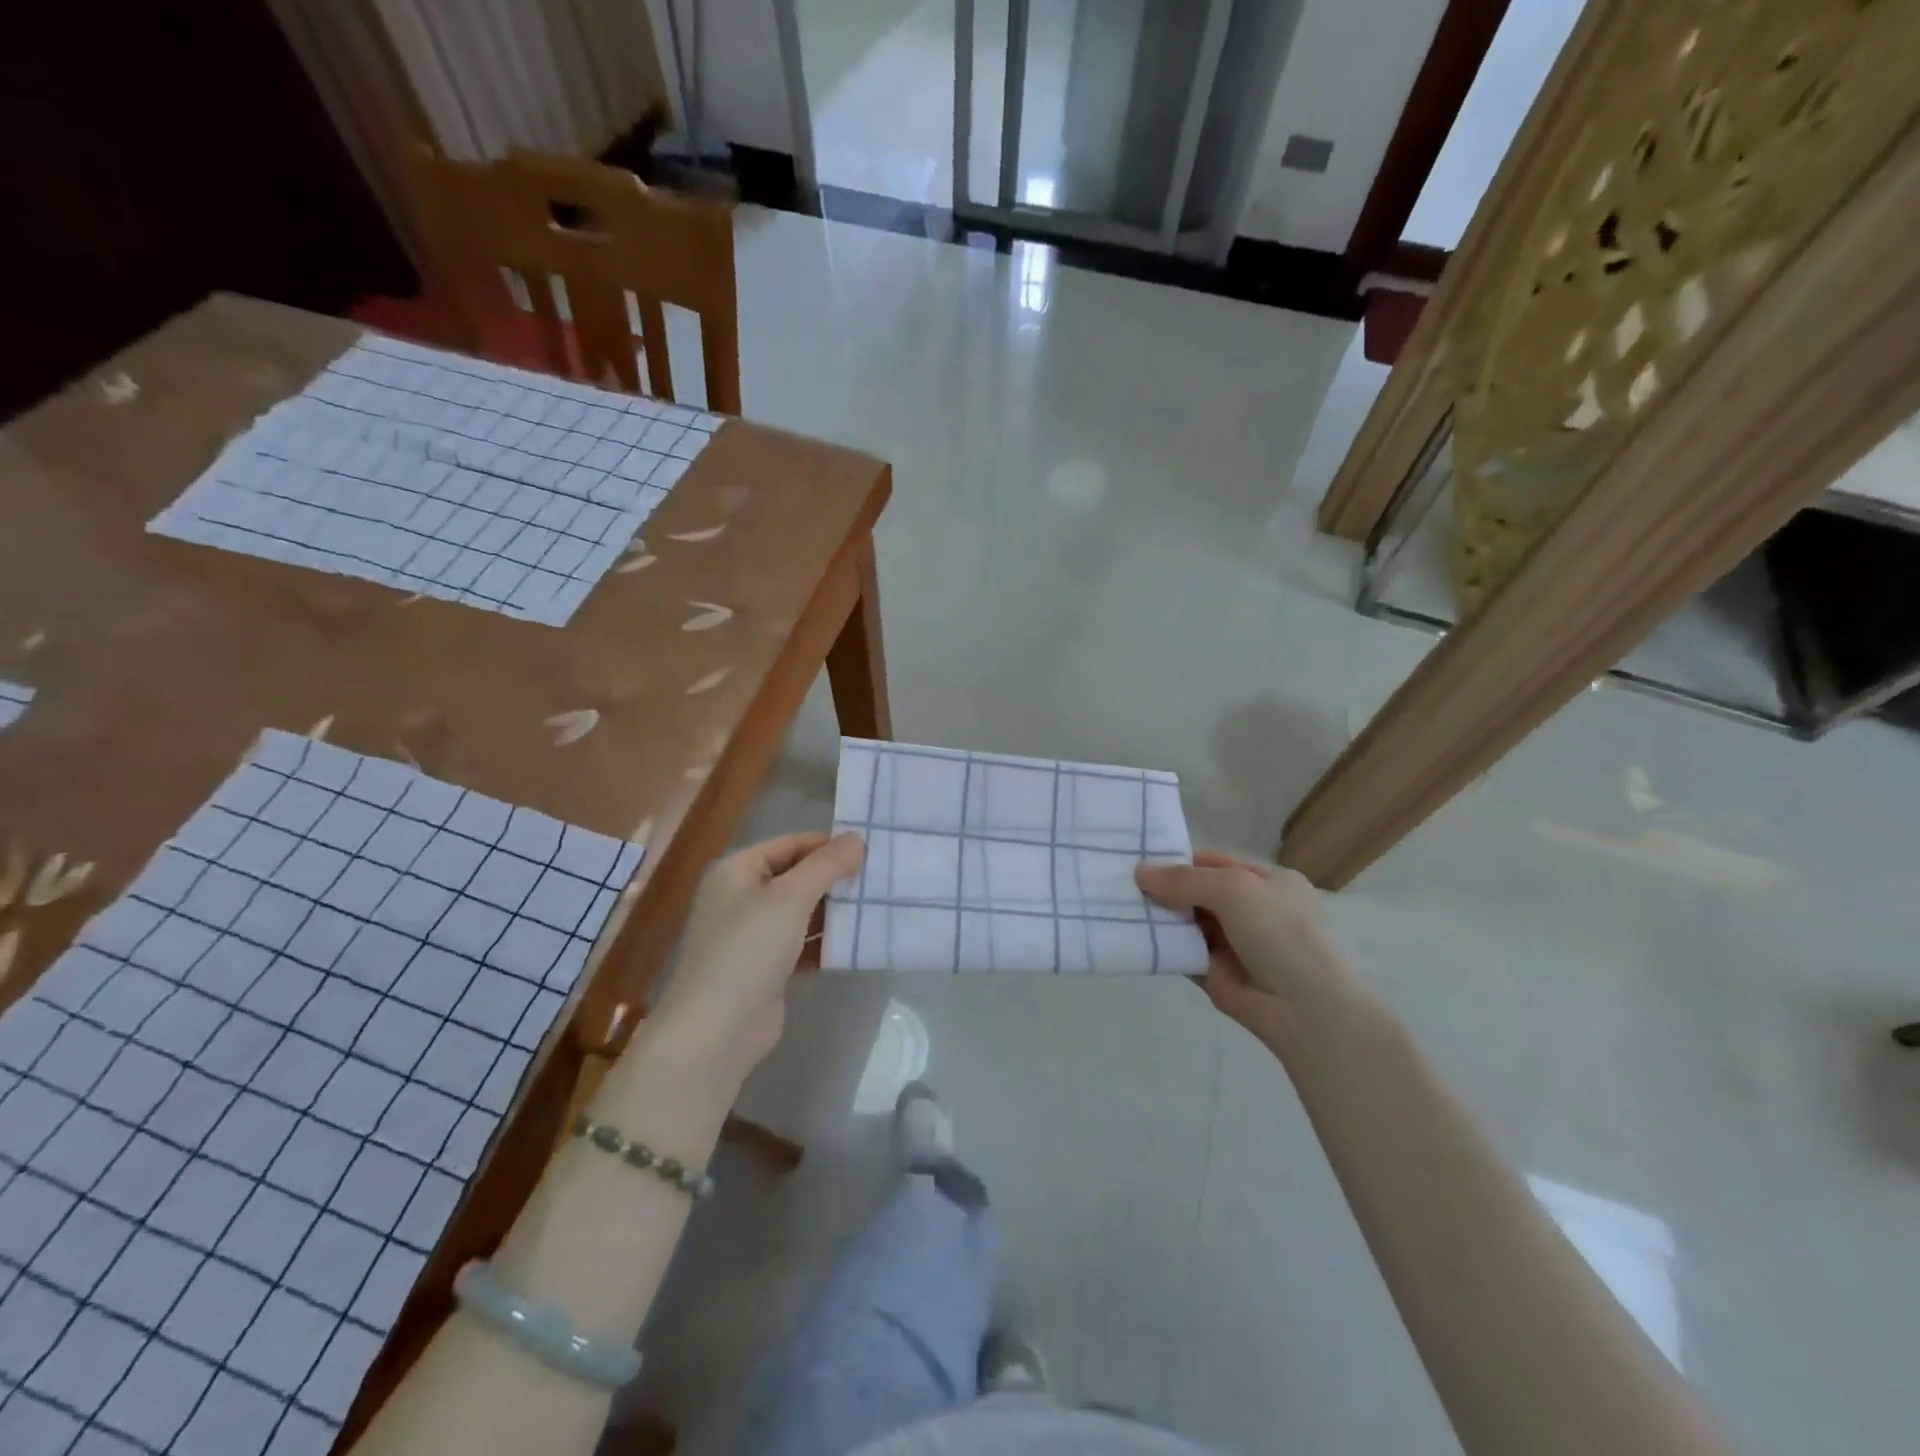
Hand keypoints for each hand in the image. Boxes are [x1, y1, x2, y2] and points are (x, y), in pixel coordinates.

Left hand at [649, 832, 863, 1086]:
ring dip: (833, 911)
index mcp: (737, 871)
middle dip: (834, 878)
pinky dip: (825, 943)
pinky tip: (857, 943)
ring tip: (875, 906)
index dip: (827, 844)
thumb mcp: (790, 898)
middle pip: (795, 877)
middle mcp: (741, 898)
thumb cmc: (748, 949)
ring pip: (801, 912)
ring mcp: (752, 936)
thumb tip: (856, 838)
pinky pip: (801, 945)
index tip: (869, 849)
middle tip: (878, 878)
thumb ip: (826, 865)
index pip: (789, 844)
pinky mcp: (766, 969)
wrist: (716, 1031)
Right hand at [1135, 850, 1357, 1041]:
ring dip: (1158, 916)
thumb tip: (1139, 872)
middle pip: (1196, 891)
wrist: (1302, 1006)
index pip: (1213, 861)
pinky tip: (1131, 934)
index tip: (1140, 861)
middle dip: (1163, 888)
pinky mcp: (1214, 971)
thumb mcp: (1233, 889)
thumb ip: (1185, 879)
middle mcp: (1250, 909)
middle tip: (1120, 883)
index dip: (1178, 860)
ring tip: (1118, 905)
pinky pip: (1181, 951)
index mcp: (1266, 881)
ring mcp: (1232, 941)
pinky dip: (1160, 944)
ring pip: (1185, 921)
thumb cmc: (1277, 933)